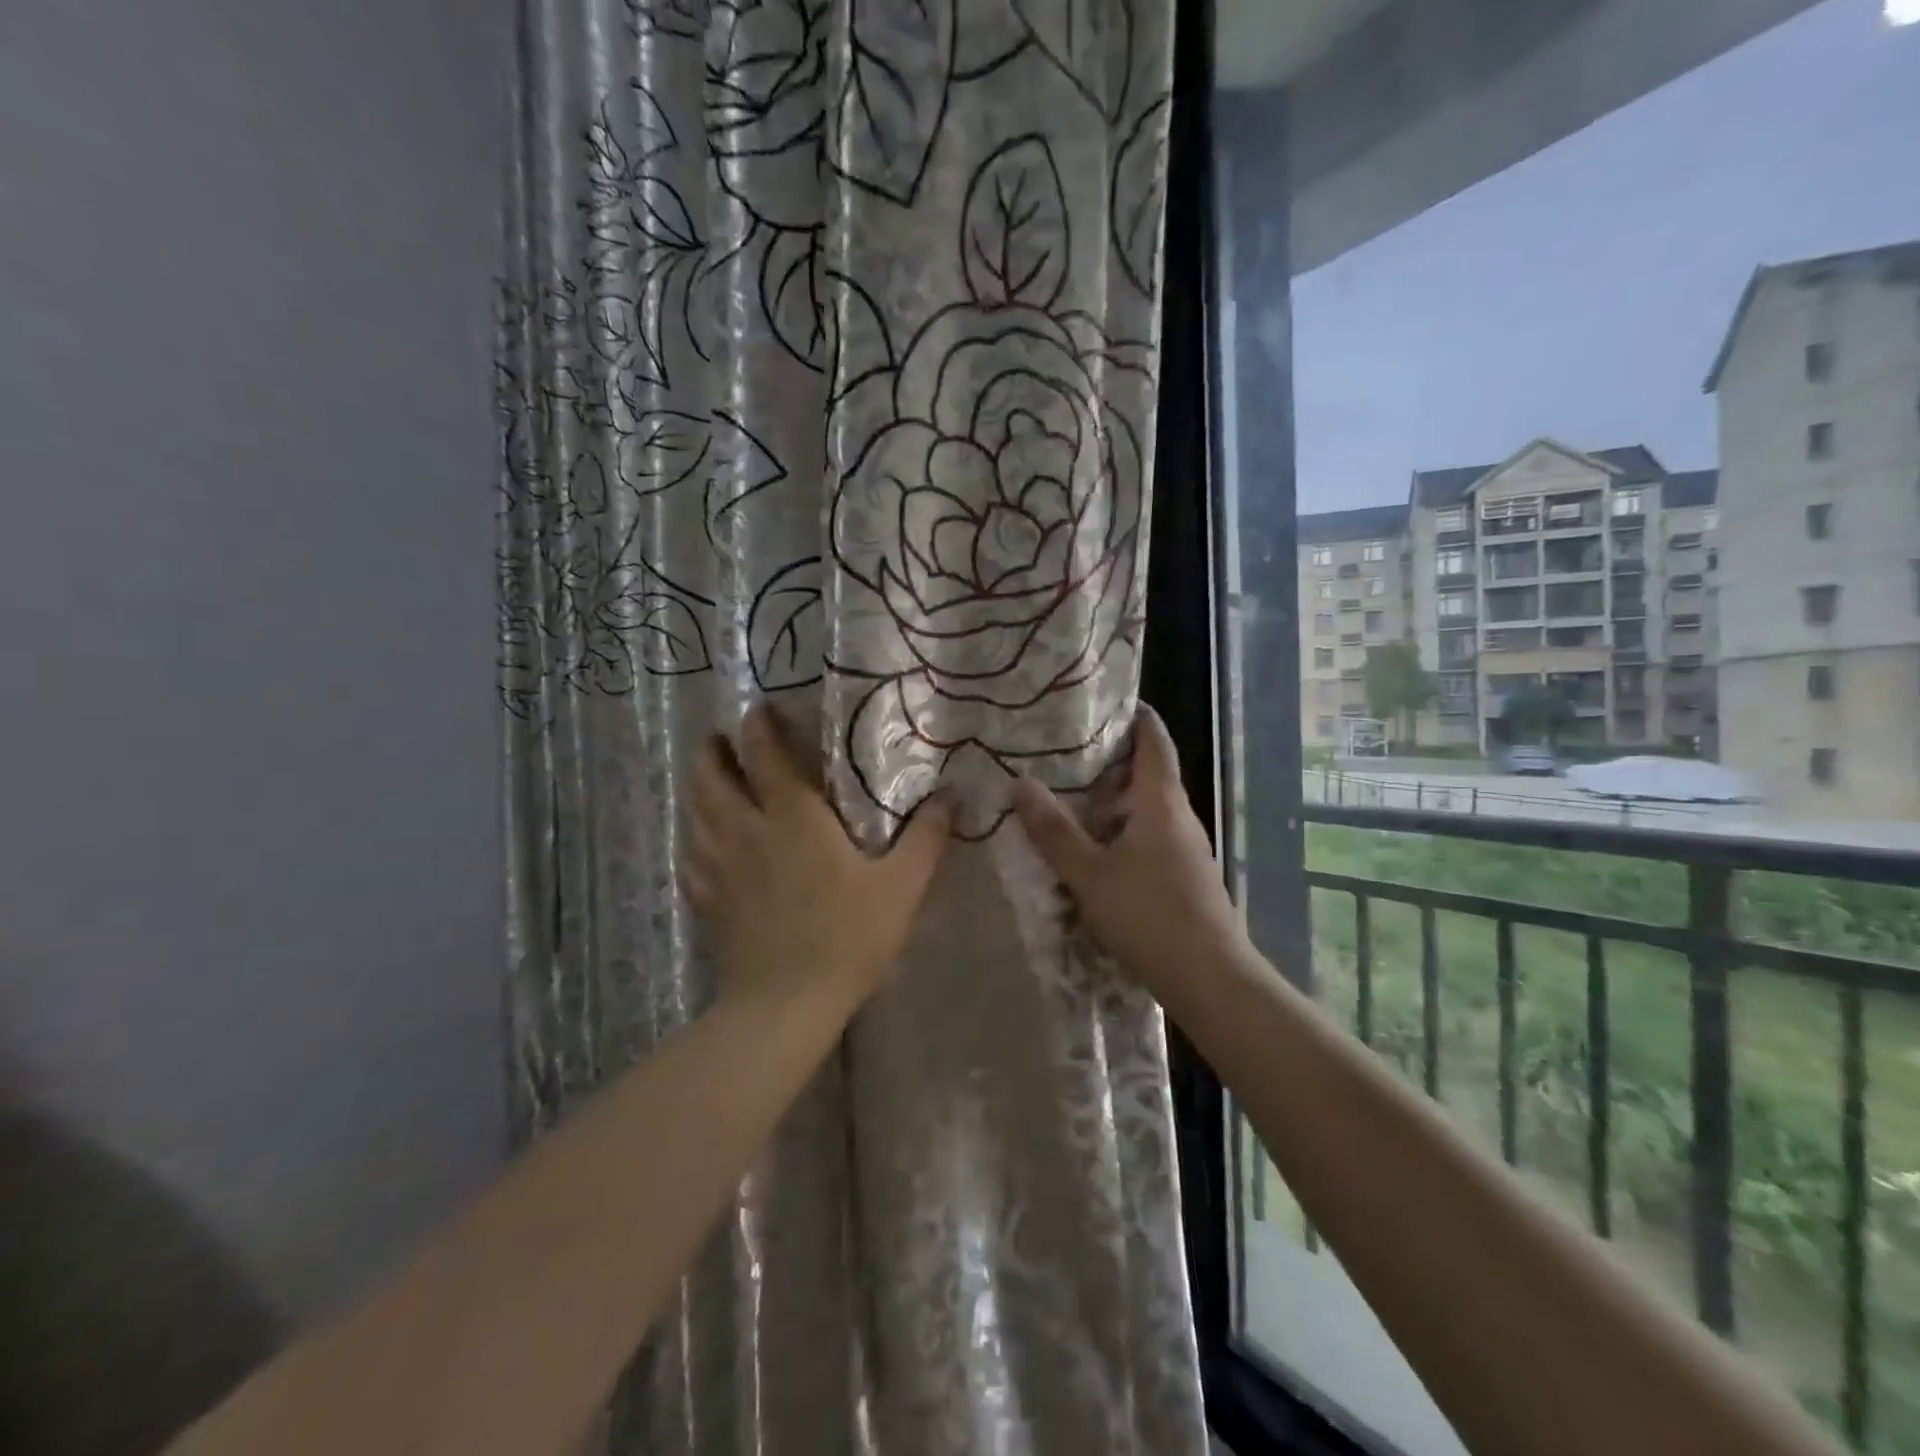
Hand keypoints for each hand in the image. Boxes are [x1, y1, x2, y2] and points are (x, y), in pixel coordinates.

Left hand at [686, 704, 951, 1012]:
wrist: (786, 1004)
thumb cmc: (847, 937)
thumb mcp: (901, 887)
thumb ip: (926, 838)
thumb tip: (951, 797)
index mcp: (793, 816)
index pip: (764, 753)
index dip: (758, 725)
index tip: (760, 710)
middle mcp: (747, 829)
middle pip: (712, 774)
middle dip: (715, 750)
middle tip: (726, 740)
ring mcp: (719, 865)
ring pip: (695, 810)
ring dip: (700, 786)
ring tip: (712, 778)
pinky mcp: (708, 899)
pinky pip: (691, 855)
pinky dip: (695, 838)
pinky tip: (703, 843)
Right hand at [1012, 707, 1244, 1004]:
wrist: (1209, 977)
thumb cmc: (1148, 914)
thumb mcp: (1089, 873)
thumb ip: (1054, 830)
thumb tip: (1020, 782)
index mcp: (1161, 802)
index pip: (1155, 742)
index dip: (1138, 717)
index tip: (1109, 702)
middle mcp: (1180, 817)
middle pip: (1152, 773)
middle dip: (1116, 758)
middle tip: (1071, 749)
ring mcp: (1188, 848)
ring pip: (1151, 808)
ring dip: (1119, 797)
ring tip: (1076, 794)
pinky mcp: (1187, 876)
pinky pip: (1153, 835)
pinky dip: (1126, 828)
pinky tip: (1100, 847)